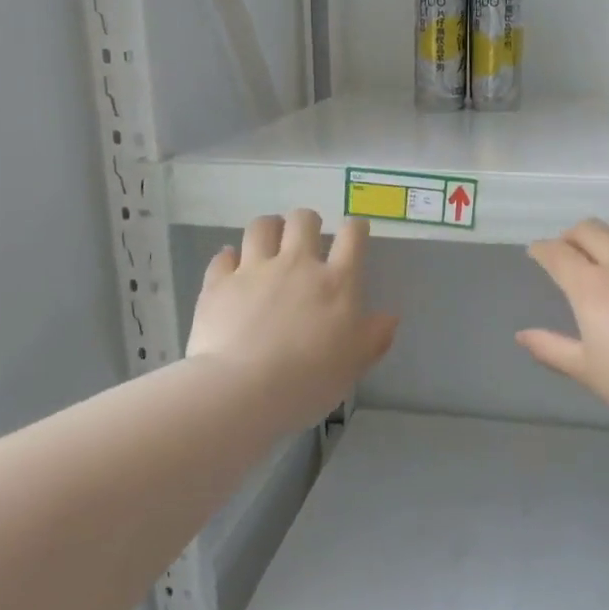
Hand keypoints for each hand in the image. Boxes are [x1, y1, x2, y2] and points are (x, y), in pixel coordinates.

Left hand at [187, 211, 397, 430]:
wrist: (243, 389)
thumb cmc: (309, 380)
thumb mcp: (354, 364)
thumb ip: (374, 337)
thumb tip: (389, 317)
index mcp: (336, 282)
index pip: (352, 237)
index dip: (355, 228)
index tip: (355, 232)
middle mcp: (296, 265)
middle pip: (302, 220)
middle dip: (307, 222)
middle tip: (306, 238)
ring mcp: (254, 270)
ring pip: (261, 227)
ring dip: (268, 228)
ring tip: (269, 241)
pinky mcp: (219, 284)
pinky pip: (223, 257)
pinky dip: (229, 259)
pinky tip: (231, 266)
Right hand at [518, 220, 608, 431]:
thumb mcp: (587, 369)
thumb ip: (551, 348)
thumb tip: (523, 335)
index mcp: (592, 286)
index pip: (558, 253)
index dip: (541, 249)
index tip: (536, 252)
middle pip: (589, 229)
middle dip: (570, 236)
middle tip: (565, 253)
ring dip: (604, 235)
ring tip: (601, 255)